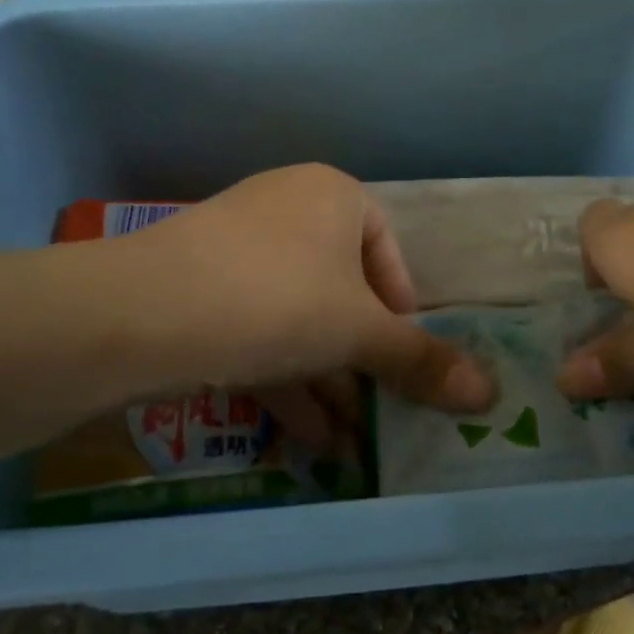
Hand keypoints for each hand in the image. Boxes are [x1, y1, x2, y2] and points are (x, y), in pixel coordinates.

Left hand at [99, 164, 495, 442]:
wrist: (142, 312)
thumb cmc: (277, 299)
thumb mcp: (358, 333)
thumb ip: (421, 361)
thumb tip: (490, 393)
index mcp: (333, 195)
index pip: (388, 250)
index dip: (403, 309)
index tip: (404, 358)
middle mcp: (288, 207)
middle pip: (342, 287)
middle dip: (362, 356)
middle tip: (379, 407)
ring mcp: (239, 245)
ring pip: (298, 313)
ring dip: (326, 376)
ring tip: (349, 438)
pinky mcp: (201, 284)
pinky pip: (258, 326)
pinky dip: (284, 375)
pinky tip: (304, 435)